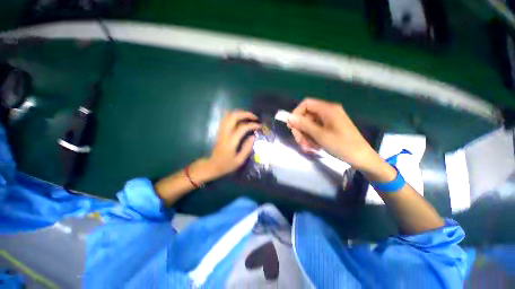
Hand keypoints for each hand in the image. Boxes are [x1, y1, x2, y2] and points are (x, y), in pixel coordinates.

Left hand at [206, 110, 260, 177]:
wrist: (212, 165)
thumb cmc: (226, 165)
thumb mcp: (239, 161)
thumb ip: (247, 148)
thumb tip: (253, 136)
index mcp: (230, 141)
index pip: (242, 127)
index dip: (252, 125)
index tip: (260, 126)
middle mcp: (225, 133)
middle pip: (233, 116)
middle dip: (246, 114)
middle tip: (255, 117)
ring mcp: (221, 131)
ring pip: (229, 115)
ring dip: (240, 113)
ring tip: (249, 117)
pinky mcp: (220, 131)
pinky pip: (226, 118)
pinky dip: (235, 116)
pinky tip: (241, 120)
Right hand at [288, 98, 378, 170]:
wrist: (361, 158)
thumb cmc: (342, 145)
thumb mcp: (320, 135)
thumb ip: (304, 125)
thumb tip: (290, 117)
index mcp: (327, 109)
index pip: (306, 104)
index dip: (296, 113)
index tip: (291, 126)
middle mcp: (327, 113)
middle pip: (306, 116)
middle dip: (301, 129)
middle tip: (300, 141)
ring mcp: (329, 121)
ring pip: (309, 125)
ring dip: (305, 136)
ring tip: (307, 148)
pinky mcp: (329, 129)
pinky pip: (315, 131)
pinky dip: (311, 139)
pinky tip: (313, 147)